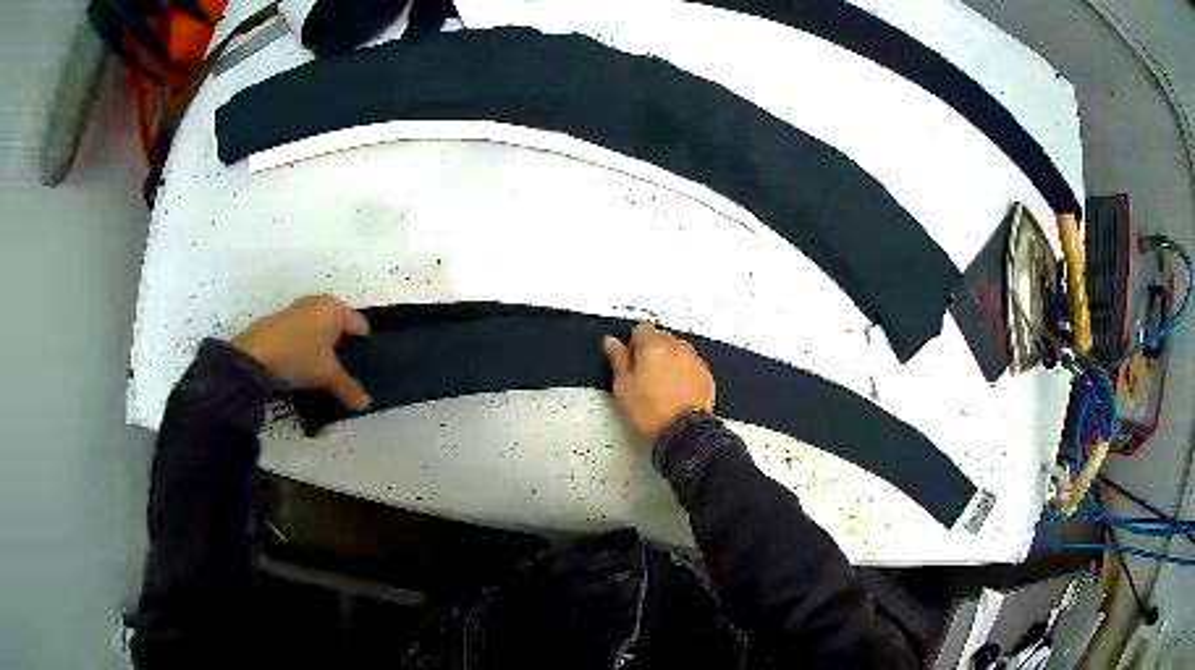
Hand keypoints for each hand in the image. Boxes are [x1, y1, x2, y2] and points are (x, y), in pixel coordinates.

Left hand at [231, 295, 371, 409]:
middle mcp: (319, 301)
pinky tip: (300, 363)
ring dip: (321, 345)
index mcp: (336, 308)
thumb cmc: (300, 356)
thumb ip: (349, 387)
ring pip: (319, 327)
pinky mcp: (280, 318)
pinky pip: (302, 331)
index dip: (363, 347)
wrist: (254, 355)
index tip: (362, 368)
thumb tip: (366, 403)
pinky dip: (304, 344)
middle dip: (341, 346)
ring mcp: (298, 308)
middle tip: (342, 371)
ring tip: (321, 370)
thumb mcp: (327, 375)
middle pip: (339, 325)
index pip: (360, 326)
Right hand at [602, 323, 715, 441]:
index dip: (632, 345)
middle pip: (660, 337)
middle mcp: (676, 347)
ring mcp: (693, 359)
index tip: (630, 360)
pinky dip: (684, 372)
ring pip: (677, 350)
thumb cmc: (652, 412)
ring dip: (669, 360)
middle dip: (651, 351)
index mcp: (652, 346)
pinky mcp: (705, 374)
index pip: (639, 329)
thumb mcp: (623, 386)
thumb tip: (610, 343)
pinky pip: (691, 364)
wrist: (683, 431)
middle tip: (643, 376)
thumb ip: (617, 359)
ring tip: (661, 386)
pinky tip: (676, 391)